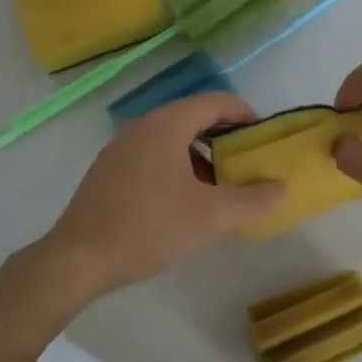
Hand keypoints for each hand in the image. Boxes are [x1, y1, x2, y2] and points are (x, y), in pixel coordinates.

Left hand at [41, 91, 285, 299]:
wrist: (78, 259)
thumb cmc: (149, 227)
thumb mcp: (210, 216)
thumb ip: (252, 200)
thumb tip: (283, 189)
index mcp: (167, 124)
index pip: (216, 102)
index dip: (245, 115)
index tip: (263, 139)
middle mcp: (143, 125)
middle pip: (194, 118)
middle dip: (224, 139)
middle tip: (246, 165)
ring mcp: (121, 147)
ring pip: (172, 139)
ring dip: (200, 156)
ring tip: (218, 188)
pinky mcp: (108, 170)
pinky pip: (151, 155)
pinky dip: (175, 167)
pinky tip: (182, 202)